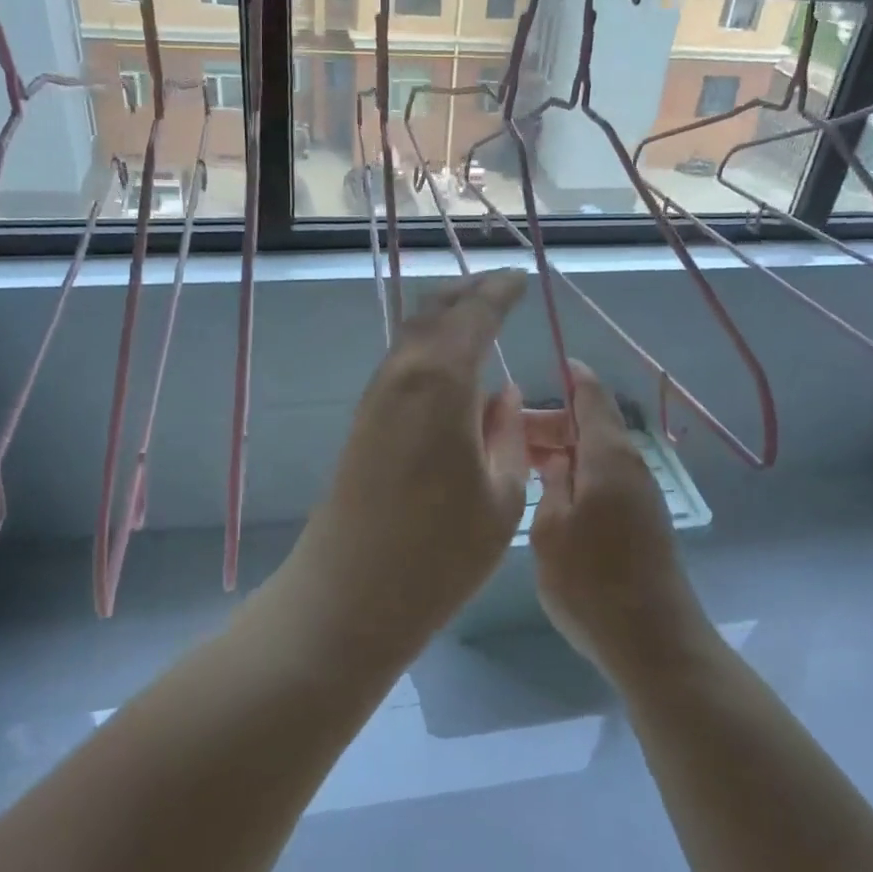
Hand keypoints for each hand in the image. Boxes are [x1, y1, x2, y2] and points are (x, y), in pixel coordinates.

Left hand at [292, 271, 529, 647]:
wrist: (351, 593)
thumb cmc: (441, 551)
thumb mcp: (501, 494)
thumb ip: (506, 434)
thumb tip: (501, 395)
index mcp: (442, 380)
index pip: (475, 315)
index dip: (500, 292)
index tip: (521, 278)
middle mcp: (403, 373)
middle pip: (434, 312)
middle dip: (468, 293)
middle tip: (499, 285)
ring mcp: (376, 396)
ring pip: (412, 334)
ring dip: (444, 317)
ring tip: (475, 314)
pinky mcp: (364, 420)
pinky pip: (402, 362)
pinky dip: (428, 346)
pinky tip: (447, 364)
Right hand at [529, 361, 708, 678]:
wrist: (653, 641)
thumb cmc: (592, 582)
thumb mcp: (551, 529)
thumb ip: (550, 483)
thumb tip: (555, 458)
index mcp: (608, 456)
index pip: (591, 397)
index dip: (572, 377)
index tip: (549, 364)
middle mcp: (629, 466)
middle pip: (590, 426)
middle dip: (550, 423)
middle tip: (506, 437)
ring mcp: (638, 495)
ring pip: (595, 454)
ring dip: (561, 451)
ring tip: (520, 464)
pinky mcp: (640, 521)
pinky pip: (603, 478)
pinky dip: (576, 474)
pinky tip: (548, 494)